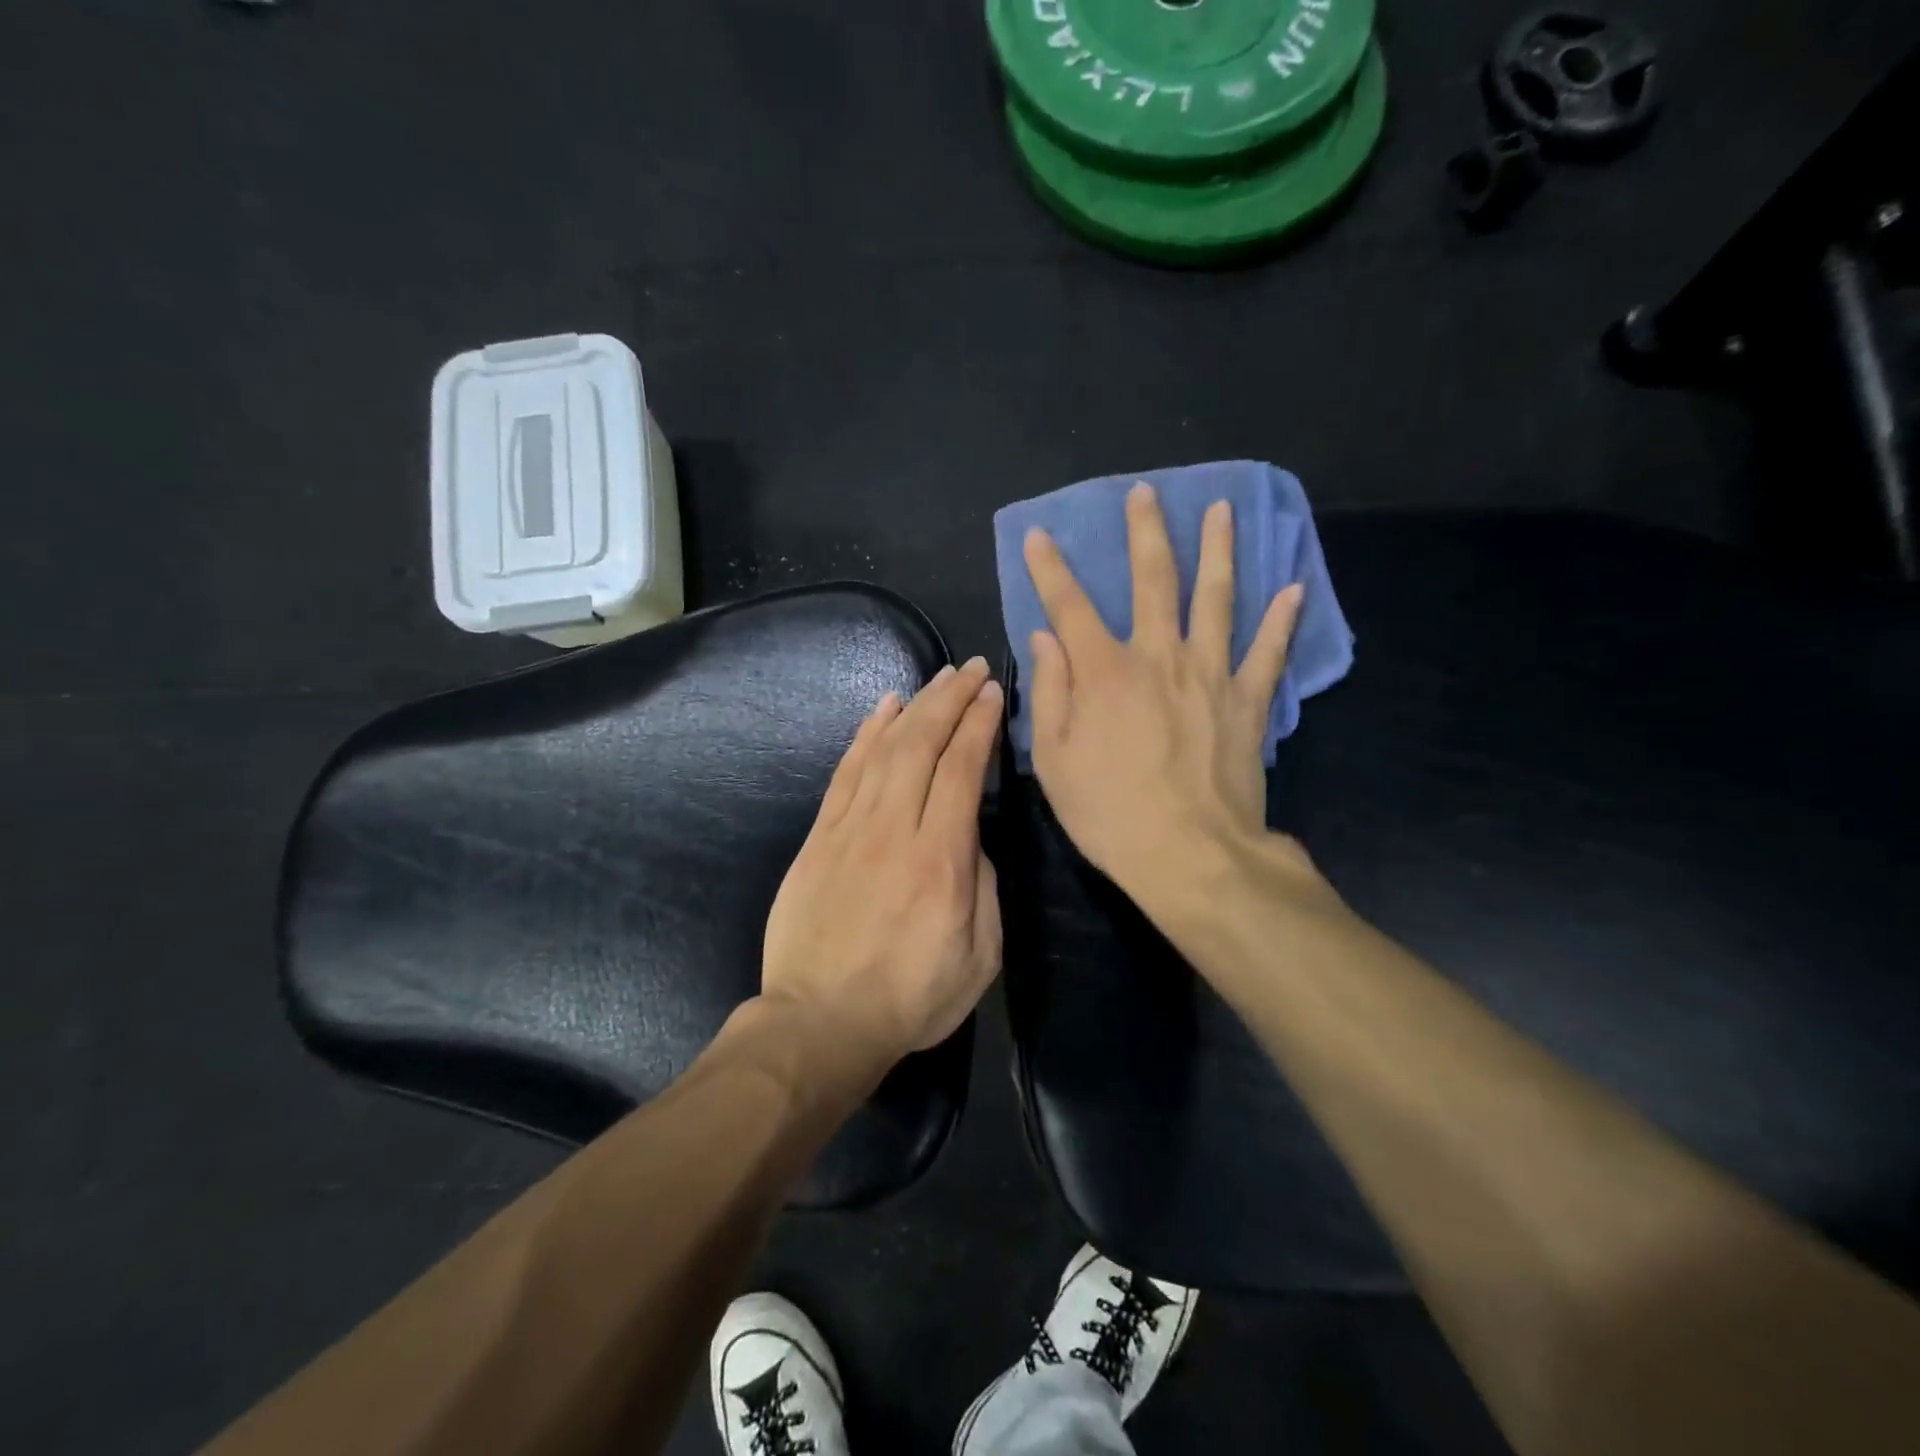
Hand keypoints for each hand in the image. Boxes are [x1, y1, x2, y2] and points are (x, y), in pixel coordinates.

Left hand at [761, 658, 1004, 1065]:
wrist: (819, 1023)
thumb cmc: (910, 998)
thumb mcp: (979, 956)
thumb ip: (982, 885)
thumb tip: (969, 836)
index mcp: (941, 860)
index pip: (962, 770)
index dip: (979, 724)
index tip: (993, 694)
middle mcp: (894, 831)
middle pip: (922, 745)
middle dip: (951, 699)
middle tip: (973, 669)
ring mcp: (849, 829)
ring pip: (883, 748)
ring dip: (914, 706)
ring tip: (937, 677)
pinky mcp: (819, 838)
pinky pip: (845, 772)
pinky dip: (866, 734)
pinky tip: (884, 709)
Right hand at [1023, 482, 1310, 899]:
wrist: (1191, 855)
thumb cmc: (1110, 812)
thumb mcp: (1055, 759)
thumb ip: (1049, 692)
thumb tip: (1045, 637)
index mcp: (1105, 673)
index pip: (1069, 606)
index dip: (1050, 569)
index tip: (1040, 535)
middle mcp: (1159, 658)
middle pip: (1154, 581)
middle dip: (1145, 533)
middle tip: (1145, 493)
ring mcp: (1210, 675)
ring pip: (1216, 599)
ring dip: (1218, 551)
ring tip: (1222, 511)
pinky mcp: (1248, 702)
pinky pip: (1269, 652)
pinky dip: (1282, 620)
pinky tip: (1294, 588)